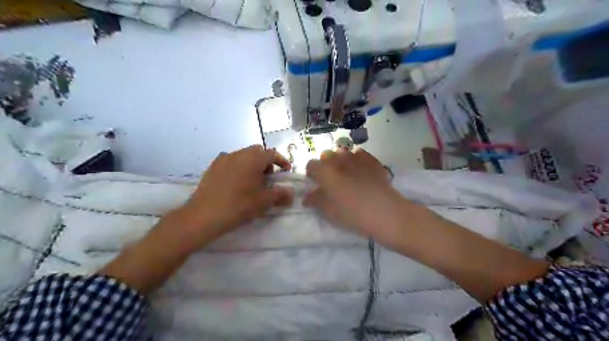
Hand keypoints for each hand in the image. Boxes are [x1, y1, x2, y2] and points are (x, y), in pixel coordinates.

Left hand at [173, 144, 292, 247]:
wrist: (204, 215)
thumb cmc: (239, 205)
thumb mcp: (264, 201)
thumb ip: (280, 194)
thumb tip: (290, 193)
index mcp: (253, 158)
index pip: (272, 154)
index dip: (282, 161)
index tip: (286, 171)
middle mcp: (239, 153)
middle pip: (257, 152)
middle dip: (266, 162)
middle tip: (268, 178)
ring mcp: (223, 159)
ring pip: (243, 156)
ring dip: (252, 164)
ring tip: (252, 182)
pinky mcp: (212, 167)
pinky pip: (231, 162)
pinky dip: (238, 168)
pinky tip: (236, 184)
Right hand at [303, 149, 407, 241]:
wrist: (384, 212)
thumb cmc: (352, 213)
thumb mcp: (329, 211)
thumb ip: (316, 200)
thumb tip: (307, 196)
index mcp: (325, 171)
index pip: (311, 165)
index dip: (311, 174)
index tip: (316, 184)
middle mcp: (339, 159)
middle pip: (326, 155)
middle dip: (325, 165)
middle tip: (331, 180)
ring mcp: (357, 157)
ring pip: (343, 152)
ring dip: (340, 160)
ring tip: (346, 174)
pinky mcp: (372, 160)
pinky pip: (360, 154)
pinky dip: (357, 159)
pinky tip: (361, 171)